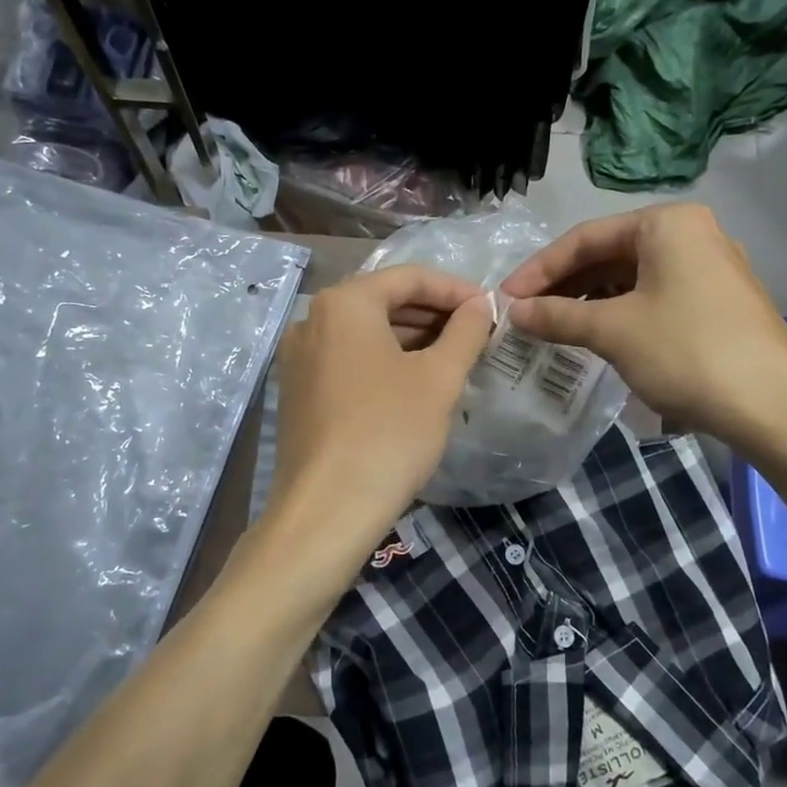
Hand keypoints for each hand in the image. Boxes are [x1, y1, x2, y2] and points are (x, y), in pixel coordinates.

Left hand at [266, 265, 495, 578]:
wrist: (327, 509)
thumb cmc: (389, 432)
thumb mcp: (439, 378)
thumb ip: (465, 332)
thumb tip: (481, 305)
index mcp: (344, 303)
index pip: (409, 277)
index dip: (455, 289)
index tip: (490, 308)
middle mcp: (311, 319)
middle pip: (383, 301)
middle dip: (432, 313)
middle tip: (475, 332)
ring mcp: (298, 357)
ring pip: (364, 332)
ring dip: (410, 337)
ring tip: (452, 356)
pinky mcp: (296, 391)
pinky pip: (347, 359)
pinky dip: (383, 360)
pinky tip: (413, 382)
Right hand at [499, 204, 786, 452]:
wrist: (774, 406)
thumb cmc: (686, 351)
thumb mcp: (613, 331)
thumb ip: (557, 316)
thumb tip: (514, 313)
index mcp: (667, 224)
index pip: (585, 238)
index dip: (540, 269)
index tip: (508, 298)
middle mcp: (691, 234)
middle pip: (609, 254)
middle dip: (565, 285)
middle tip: (528, 314)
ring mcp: (710, 268)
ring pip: (632, 277)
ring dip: (589, 300)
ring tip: (555, 327)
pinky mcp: (719, 301)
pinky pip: (655, 296)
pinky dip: (620, 312)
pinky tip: (597, 336)